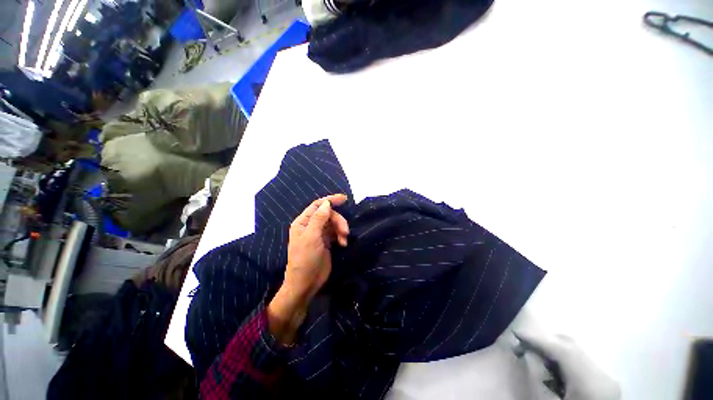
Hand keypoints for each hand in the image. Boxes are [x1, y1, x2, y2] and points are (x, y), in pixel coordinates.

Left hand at [268, 194, 348, 344]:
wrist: (306, 283)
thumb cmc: (305, 259)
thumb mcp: (311, 237)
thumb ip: (319, 219)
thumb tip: (327, 203)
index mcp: (303, 222)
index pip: (317, 205)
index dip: (330, 200)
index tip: (344, 199)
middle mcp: (311, 226)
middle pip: (329, 215)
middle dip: (338, 220)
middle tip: (345, 231)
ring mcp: (319, 234)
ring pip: (334, 224)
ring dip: (341, 229)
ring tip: (344, 240)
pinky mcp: (327, 242)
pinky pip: (336, 233)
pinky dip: (341, 236)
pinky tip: (343, 244)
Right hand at [515, 330, 620, 399]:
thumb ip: (538, 379)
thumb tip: (527, 354)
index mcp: (590, 382)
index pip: (562, 350)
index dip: (537, 339)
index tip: (516, 333)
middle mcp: (602, 375)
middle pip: (571, 346)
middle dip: (545, 342)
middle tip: (523, 346)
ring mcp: (606, 378)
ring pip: (577, 352)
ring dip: (554, 351)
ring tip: (537, 358)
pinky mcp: (606, 383)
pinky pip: (582, 363)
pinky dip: (565, 361)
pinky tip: (555, 372)